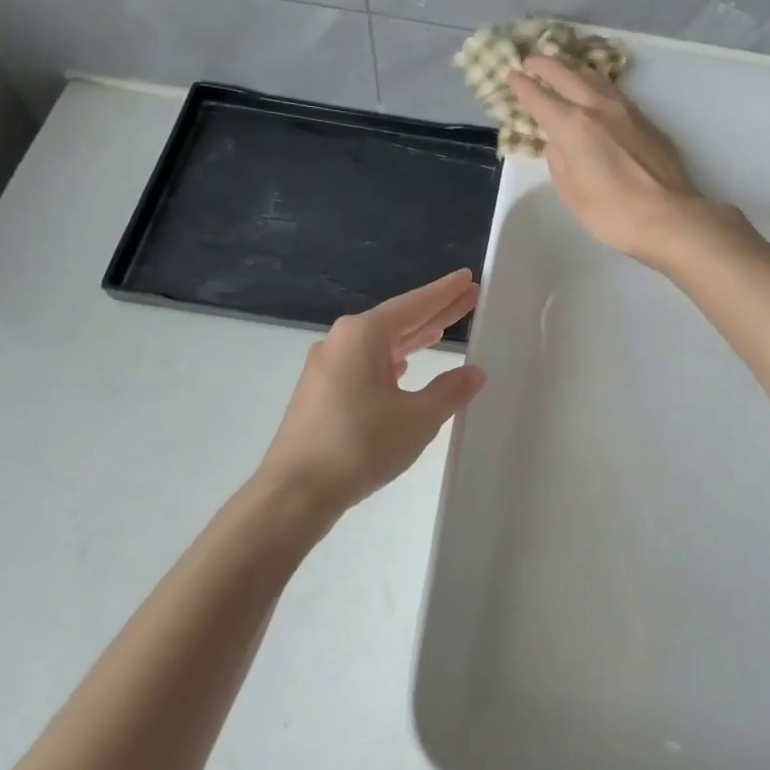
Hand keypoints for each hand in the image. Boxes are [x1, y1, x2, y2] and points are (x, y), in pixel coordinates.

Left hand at [251, 270, 486, 535]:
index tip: (467, 277)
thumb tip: (474, 372)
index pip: (414, 305)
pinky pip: (364, 363)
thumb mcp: (418, 418)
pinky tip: (403, 368)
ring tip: (442, 331)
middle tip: (469, 299)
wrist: (294, 491)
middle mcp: (342, 340)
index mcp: (363, 334)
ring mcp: (326, 365)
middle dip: (434, 312)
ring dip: (412, 338)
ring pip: (380, 343)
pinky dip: (390, 360)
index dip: (444, 293)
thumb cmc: (360, 445)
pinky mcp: (320, 391)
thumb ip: (450, 391)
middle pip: (398, 320)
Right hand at [508, 55, 724, 267]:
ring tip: (562, 67)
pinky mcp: (646, 120)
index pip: (540, 98)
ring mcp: (626, 110)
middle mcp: (598, 108)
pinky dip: (596, 84)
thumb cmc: (612, 212)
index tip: (511, 75)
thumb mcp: (572, 192)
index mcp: (573, 126)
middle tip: (530, 59)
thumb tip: (557, 143)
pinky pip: (614, 92)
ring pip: (594, 77)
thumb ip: (559, 161)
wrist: (669, 216)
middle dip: (544, 64)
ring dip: (573, 68)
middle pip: (566, 75)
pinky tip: (595, 91)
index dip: (522, 86)